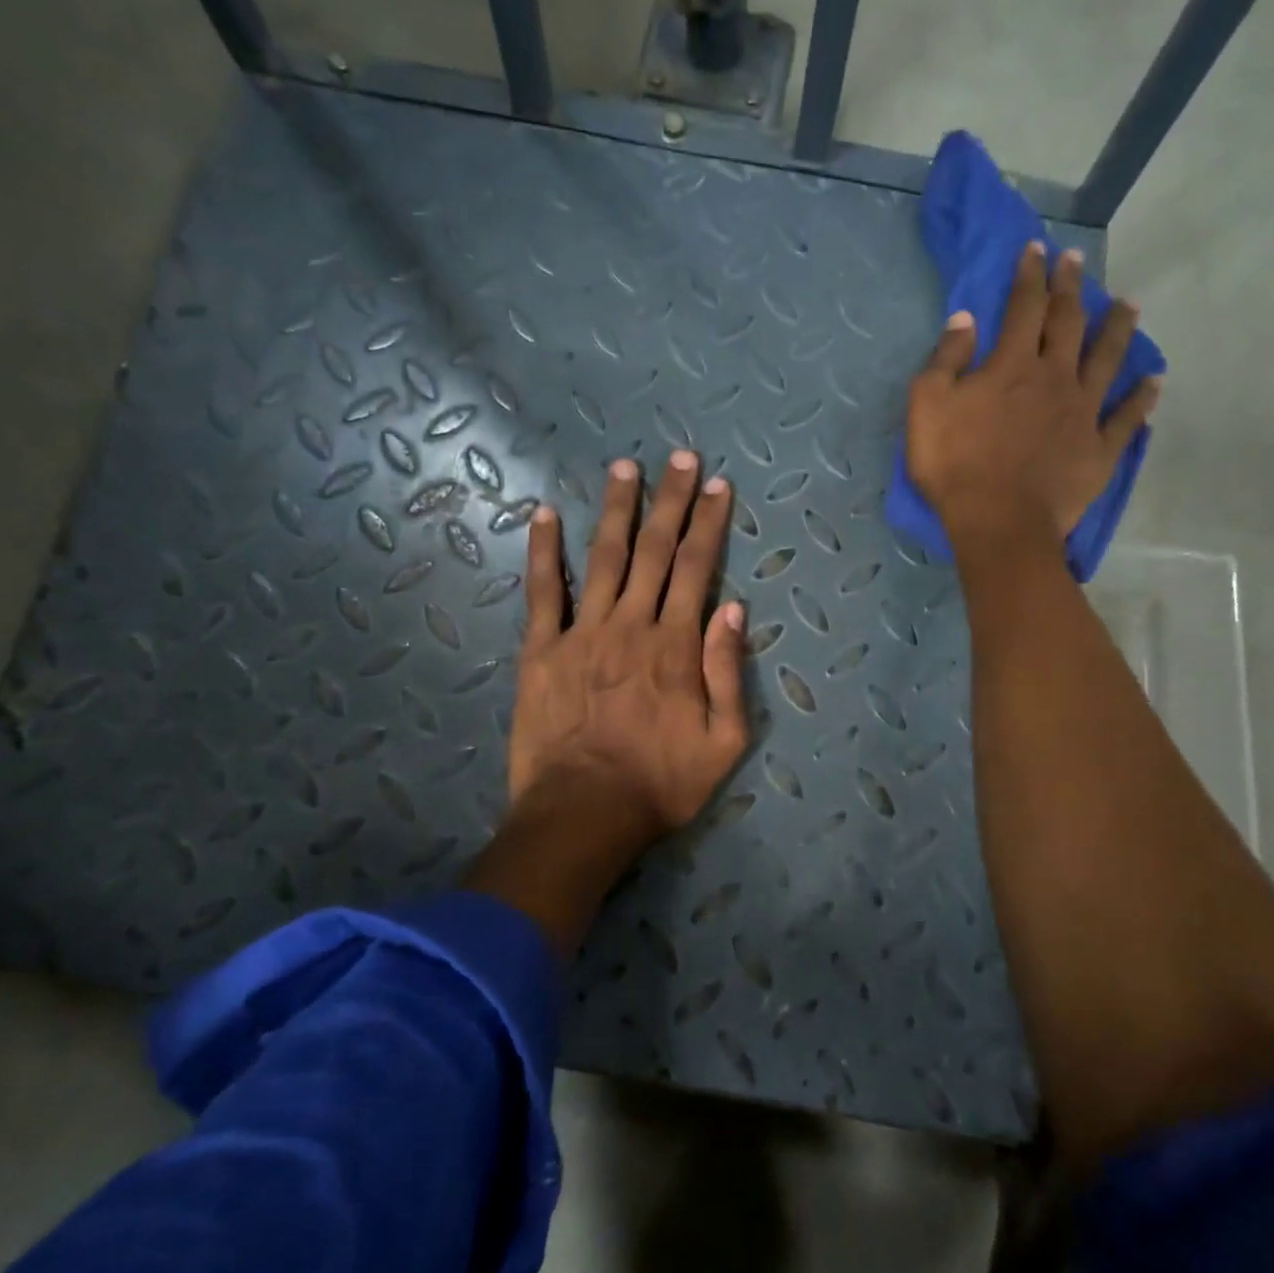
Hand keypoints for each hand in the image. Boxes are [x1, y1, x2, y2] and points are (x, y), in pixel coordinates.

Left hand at [509, 450, 748, 850]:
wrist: (583, 814)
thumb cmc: (660, 784)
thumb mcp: (724, 742)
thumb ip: (728, 673)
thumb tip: (733, 610)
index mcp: (676, 646)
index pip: (698, 569)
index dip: (709, 525)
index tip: (718, 487)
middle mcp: (631, 625)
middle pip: (655, 551)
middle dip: (671, 501)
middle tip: (681, 458)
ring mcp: (581, 633)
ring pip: (603, 558)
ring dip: (616, 511)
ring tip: (624, 468)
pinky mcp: (541, 650)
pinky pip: (541, 592)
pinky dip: (543, 551)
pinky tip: (545, 514)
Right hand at [905, 242, 1157, 555]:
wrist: (999, 522)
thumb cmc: (955, 467)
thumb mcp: (927, 408)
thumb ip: (945, 360)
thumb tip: (966, 320)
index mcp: (1012, 365)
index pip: (1025, 307)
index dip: (1030, 275)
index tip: (1036, 250)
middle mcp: (1055, 378)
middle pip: (1068, 323)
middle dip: (1071, 289)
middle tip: (1077, 262)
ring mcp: (1083, 413)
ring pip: (1107, 360)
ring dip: (1118, 330)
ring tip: (1129, 306)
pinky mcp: (1099, 449)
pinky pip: (1127, 418)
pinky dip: (1142, 398)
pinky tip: (1155, 382)